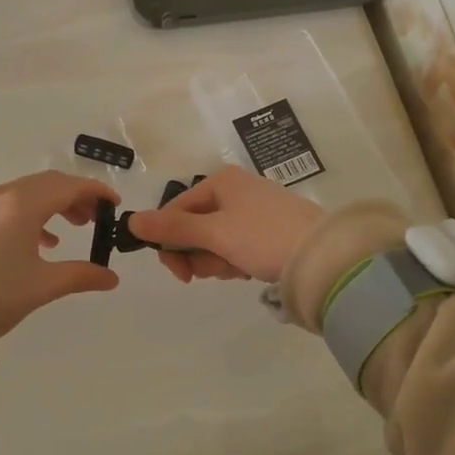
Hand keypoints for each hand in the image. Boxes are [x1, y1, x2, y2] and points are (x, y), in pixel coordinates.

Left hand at [0, 171, 120, 340]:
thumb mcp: (42, 286)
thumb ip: (80, 275)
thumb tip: (111, 277)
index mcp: (23, 204)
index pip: (68, 185)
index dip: (96, 191)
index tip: (115, 204)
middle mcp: (1, 196)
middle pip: (47, 184)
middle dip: (74, 197)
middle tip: (94, 219)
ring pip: (24, 193)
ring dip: (51, 206)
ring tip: (68, 231)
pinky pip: (5, 206)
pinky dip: (27, 215)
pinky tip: (34, 242)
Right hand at [125, 165, 324, 284]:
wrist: (323, 256)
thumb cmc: (263, 237)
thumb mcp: (214, 233)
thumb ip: (172, 228)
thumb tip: (130, 220)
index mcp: (220, 181)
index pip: (176, 209)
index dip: (169, 241)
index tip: (179, 273)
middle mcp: (235, 189)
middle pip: (195, 225)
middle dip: (198, 254)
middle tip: (211, 272)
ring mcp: (254, 209)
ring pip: (215, 239)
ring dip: (217, 261)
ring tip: (237, 270)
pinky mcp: (270, 229)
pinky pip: (237, 245)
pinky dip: (237, 260)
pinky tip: (250, 270)